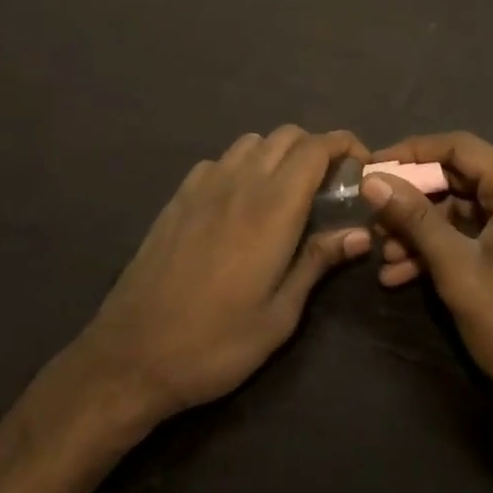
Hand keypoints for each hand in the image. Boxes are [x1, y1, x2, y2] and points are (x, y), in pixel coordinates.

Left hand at [73, 127, 371, 428]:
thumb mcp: (280, 315)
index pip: (316, 148)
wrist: (131, 357)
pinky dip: (242, 165)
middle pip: (287, 135)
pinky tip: (240, 201)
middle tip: (329, 184)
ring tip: (287, 190)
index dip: (345, 145)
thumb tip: (361, 233)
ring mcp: (203, 187)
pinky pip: (219, 160)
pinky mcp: (177, 198)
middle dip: (316, 147)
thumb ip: (318, 262)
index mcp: (272, 209)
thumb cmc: (215, 343)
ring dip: (278, 152)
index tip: (362, 165)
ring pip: (252, 142)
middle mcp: (240, 184)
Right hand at [361, 132, 492, 420]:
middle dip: (414, 201)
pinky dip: (445, 246)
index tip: (373, 166)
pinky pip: (478, 230)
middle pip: (460, 177)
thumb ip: (414, 219)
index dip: (412, 153)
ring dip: (424, 229)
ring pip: (465, 207)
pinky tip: (404, 273)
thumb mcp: (456, 269)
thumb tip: (372, 181)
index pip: (459, 147)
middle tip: (373, 217)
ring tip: (384, 254)